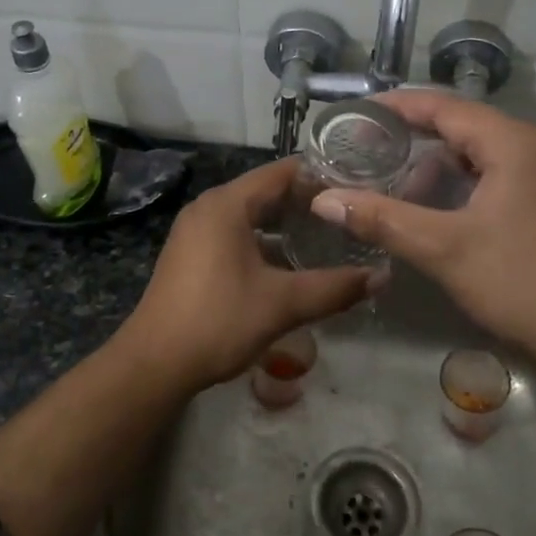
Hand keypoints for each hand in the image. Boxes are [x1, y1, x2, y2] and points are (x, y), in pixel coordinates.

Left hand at [118, 157, 378, 388]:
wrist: (154, 363)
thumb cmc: (218, 321)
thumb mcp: (282, 304)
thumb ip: (334, 287)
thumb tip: (381, 277)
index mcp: (226, 204)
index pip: (281, 172)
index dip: (319, 175)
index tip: (357, 183)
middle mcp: (208, 208)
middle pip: (265, 191)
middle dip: (305, 200)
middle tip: (349, 212)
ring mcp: (195, 231)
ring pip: (249, 214)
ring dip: (284, 223)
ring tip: (327, 234)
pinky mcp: (190, 254)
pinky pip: (234, 233)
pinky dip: (262, 239)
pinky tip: (288, 262)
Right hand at [310, 92, 535, 375]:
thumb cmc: (520, 281)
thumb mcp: (442, 248)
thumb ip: (381, 218)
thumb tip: (323, 200)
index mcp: (513, 142)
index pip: (443, 106)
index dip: (396, 106)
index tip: (355, 114)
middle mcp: (534, 147)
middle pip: (460, 126)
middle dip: (411, 137)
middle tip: (365, 150)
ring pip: (477, 153)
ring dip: (435, 165)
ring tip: (393, 184)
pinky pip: (494, 174)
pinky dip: (459, 182)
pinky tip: (434, 208)